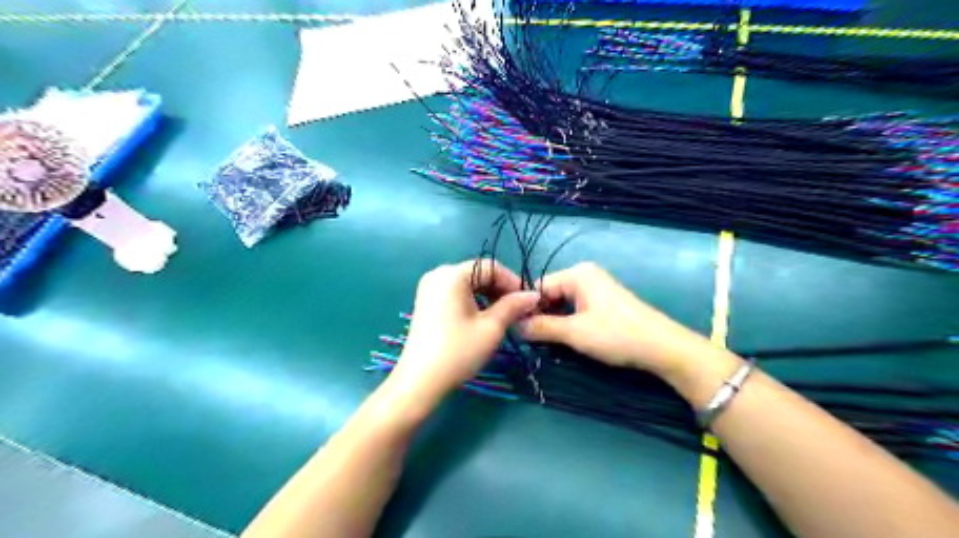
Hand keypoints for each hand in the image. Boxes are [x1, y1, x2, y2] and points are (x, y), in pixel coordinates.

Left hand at [387, 260, 538, 407]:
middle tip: (519, 310)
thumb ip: (513, 305)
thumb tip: (534, 295)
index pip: (491, 267)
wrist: (420, 381)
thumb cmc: (458, 351)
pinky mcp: (426, 302)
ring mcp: (429, 288)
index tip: (529, 301)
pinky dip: (473, 301)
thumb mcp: (492, 327)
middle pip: (478, 273)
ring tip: (504, 316)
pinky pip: (456, 293)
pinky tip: (483, 318)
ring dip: (488, 296)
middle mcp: (438, 274)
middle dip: (501, 289)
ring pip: (468, 284)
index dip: (513, 282)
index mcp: (452, 274)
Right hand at [517, 264, 711, 380]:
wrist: (662, 347)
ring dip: (554, 321)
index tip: (515, 330)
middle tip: (530, 340)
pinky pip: (575, 307)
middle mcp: (585, 275)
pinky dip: (568, 322)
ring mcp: (596, 287)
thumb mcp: (574, 332)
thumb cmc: (616, 335)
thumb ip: (542, 327)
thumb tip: (515, 326)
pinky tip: (566, 338)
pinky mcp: (603, 301)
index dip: (526, 308)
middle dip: (540, 315)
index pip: (538, 287)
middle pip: (550, 294)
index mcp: (577, 274)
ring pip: (562, 303)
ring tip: (546, 342)